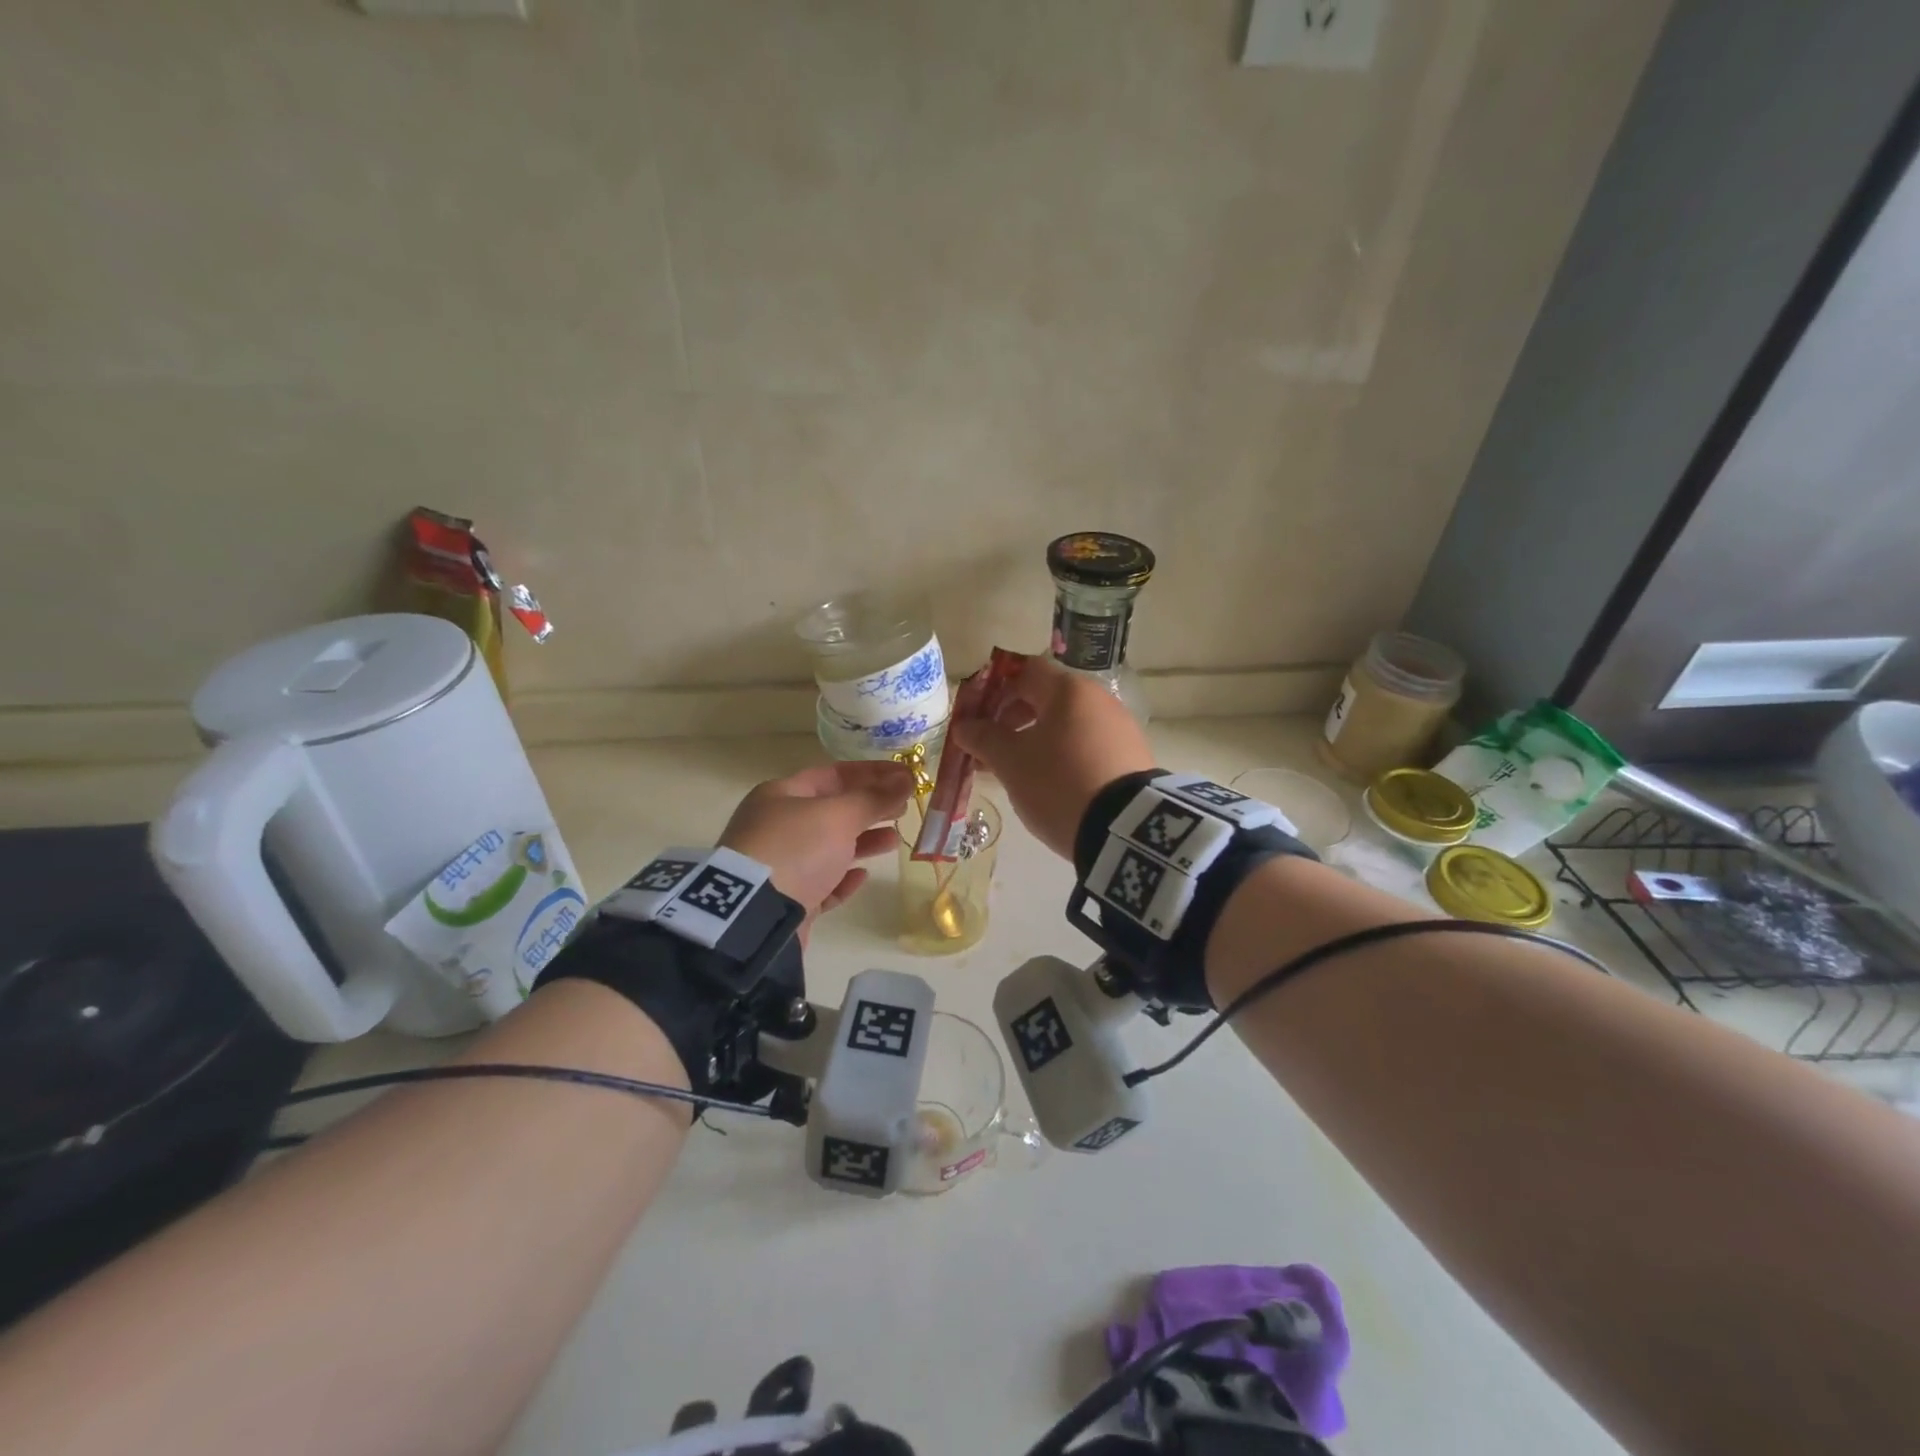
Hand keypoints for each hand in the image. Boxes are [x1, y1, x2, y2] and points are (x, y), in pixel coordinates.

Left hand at [718, 760, 914, 940]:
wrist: (755, 916)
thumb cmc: (796, 849)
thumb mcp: (838, 816)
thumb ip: (875, 798)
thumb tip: (906, 779)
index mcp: (781, 795)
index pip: (833, 774)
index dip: (871, 773)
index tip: (905, 776)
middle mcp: (777, 826)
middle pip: (832, 810)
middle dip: (869, 807)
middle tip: (904, 808)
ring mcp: (780, 865)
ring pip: (829, 848)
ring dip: (862, 842)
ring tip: (894, 840)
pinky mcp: (787, 901)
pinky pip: (821, 883)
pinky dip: (843, 878)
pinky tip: (862, 876)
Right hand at [947, 655, 1154, 859]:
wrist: (1124, 828)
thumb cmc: (1058, 782)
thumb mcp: (1011, 762)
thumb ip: (983, 738)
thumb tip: (963, 726)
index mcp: (1068, 690)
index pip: (1024, 671)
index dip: (994, 689)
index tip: (975, 716)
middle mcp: (1099, 698)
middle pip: (1045, 697)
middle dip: (1011, 719)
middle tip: (989, 747)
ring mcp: (1119, 727)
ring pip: (1066, 723)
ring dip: (1035, 739)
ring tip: (1016, 771)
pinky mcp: (1131, 756)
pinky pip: (1087, 744)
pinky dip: (1062, 754)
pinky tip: (1050, 783)